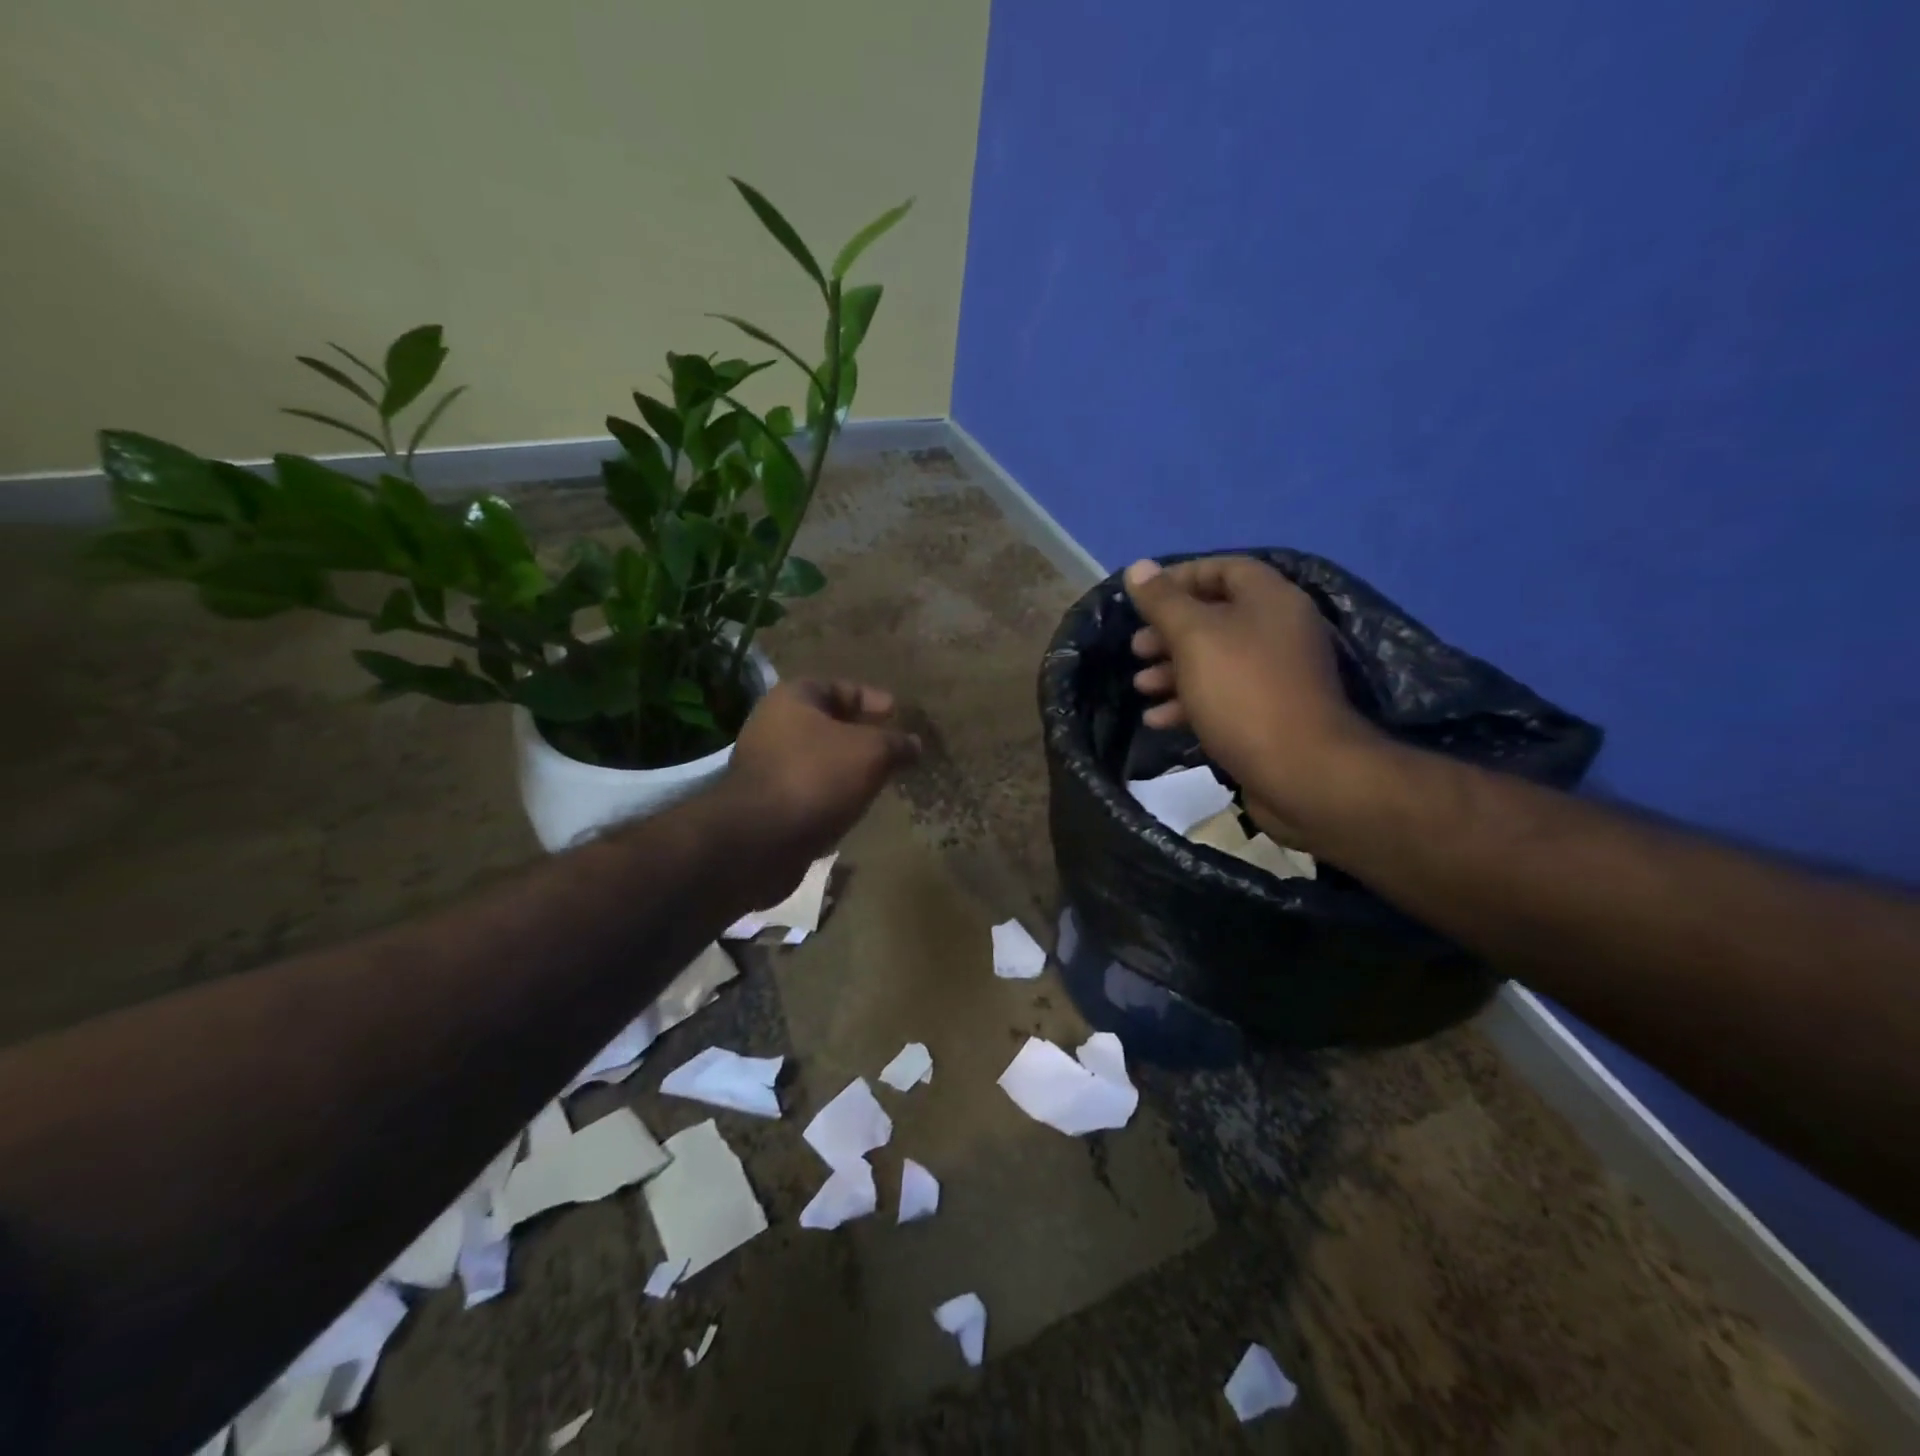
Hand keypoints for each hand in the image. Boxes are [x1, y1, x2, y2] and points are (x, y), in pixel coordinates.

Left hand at [717, 679, 919, 904]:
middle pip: (826, 724)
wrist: (760, 839)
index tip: (896, 712)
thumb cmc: (817, 776)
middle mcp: (772, 726)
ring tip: (878, 778)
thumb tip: (914, 744)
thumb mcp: (870, 752)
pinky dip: (831, 793)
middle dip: (860, 735)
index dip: (870, 698)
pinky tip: (853, 805)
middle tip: (891, 747)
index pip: (838, 687)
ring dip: (846, 767)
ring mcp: (765, 766)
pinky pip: (808, 789)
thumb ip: (895, 744)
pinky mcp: (765, 804)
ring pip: (817, 759)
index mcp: (792, 698)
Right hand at [1125, 556, 1377, 839]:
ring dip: (1173, 670)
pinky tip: (1158, 720)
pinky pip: (1224, 696)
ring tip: (1140, 687)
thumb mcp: (1195, 638)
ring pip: (1216, 660)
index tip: (1142, 597)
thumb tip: (1137, 567)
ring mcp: (1277, 674)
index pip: (1224, 569)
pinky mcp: (1270, 713)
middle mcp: (1279, 630)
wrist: (1301, 770)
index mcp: (1270, 600)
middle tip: (1136, 648)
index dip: (1180, 577)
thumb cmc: (1243, 692)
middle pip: (1216, 617)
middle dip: (1169, 631)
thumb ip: (1164, 602)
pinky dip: (1190, 702)